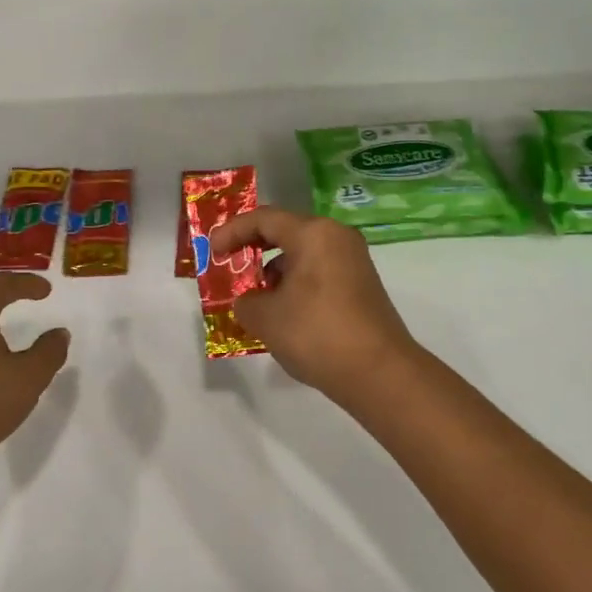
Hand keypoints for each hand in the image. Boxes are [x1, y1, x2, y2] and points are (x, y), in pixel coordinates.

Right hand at [211, 207, 417, 398]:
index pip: (264, 219)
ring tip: (256, 299)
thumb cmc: (316, 333)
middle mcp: (337, 237)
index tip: (212, 252)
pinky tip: (284, 312)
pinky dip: (295, 283)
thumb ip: (246, 301)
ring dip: (274, 271)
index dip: (232, 232)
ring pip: (303, 254)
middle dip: (253, 249)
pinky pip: (319, 272)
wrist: (379, 372)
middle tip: (231, 268)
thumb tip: (250, 300)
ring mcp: (354, 261)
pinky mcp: (361, 285)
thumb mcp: (265, 318)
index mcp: (313, 233)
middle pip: (286, 232)